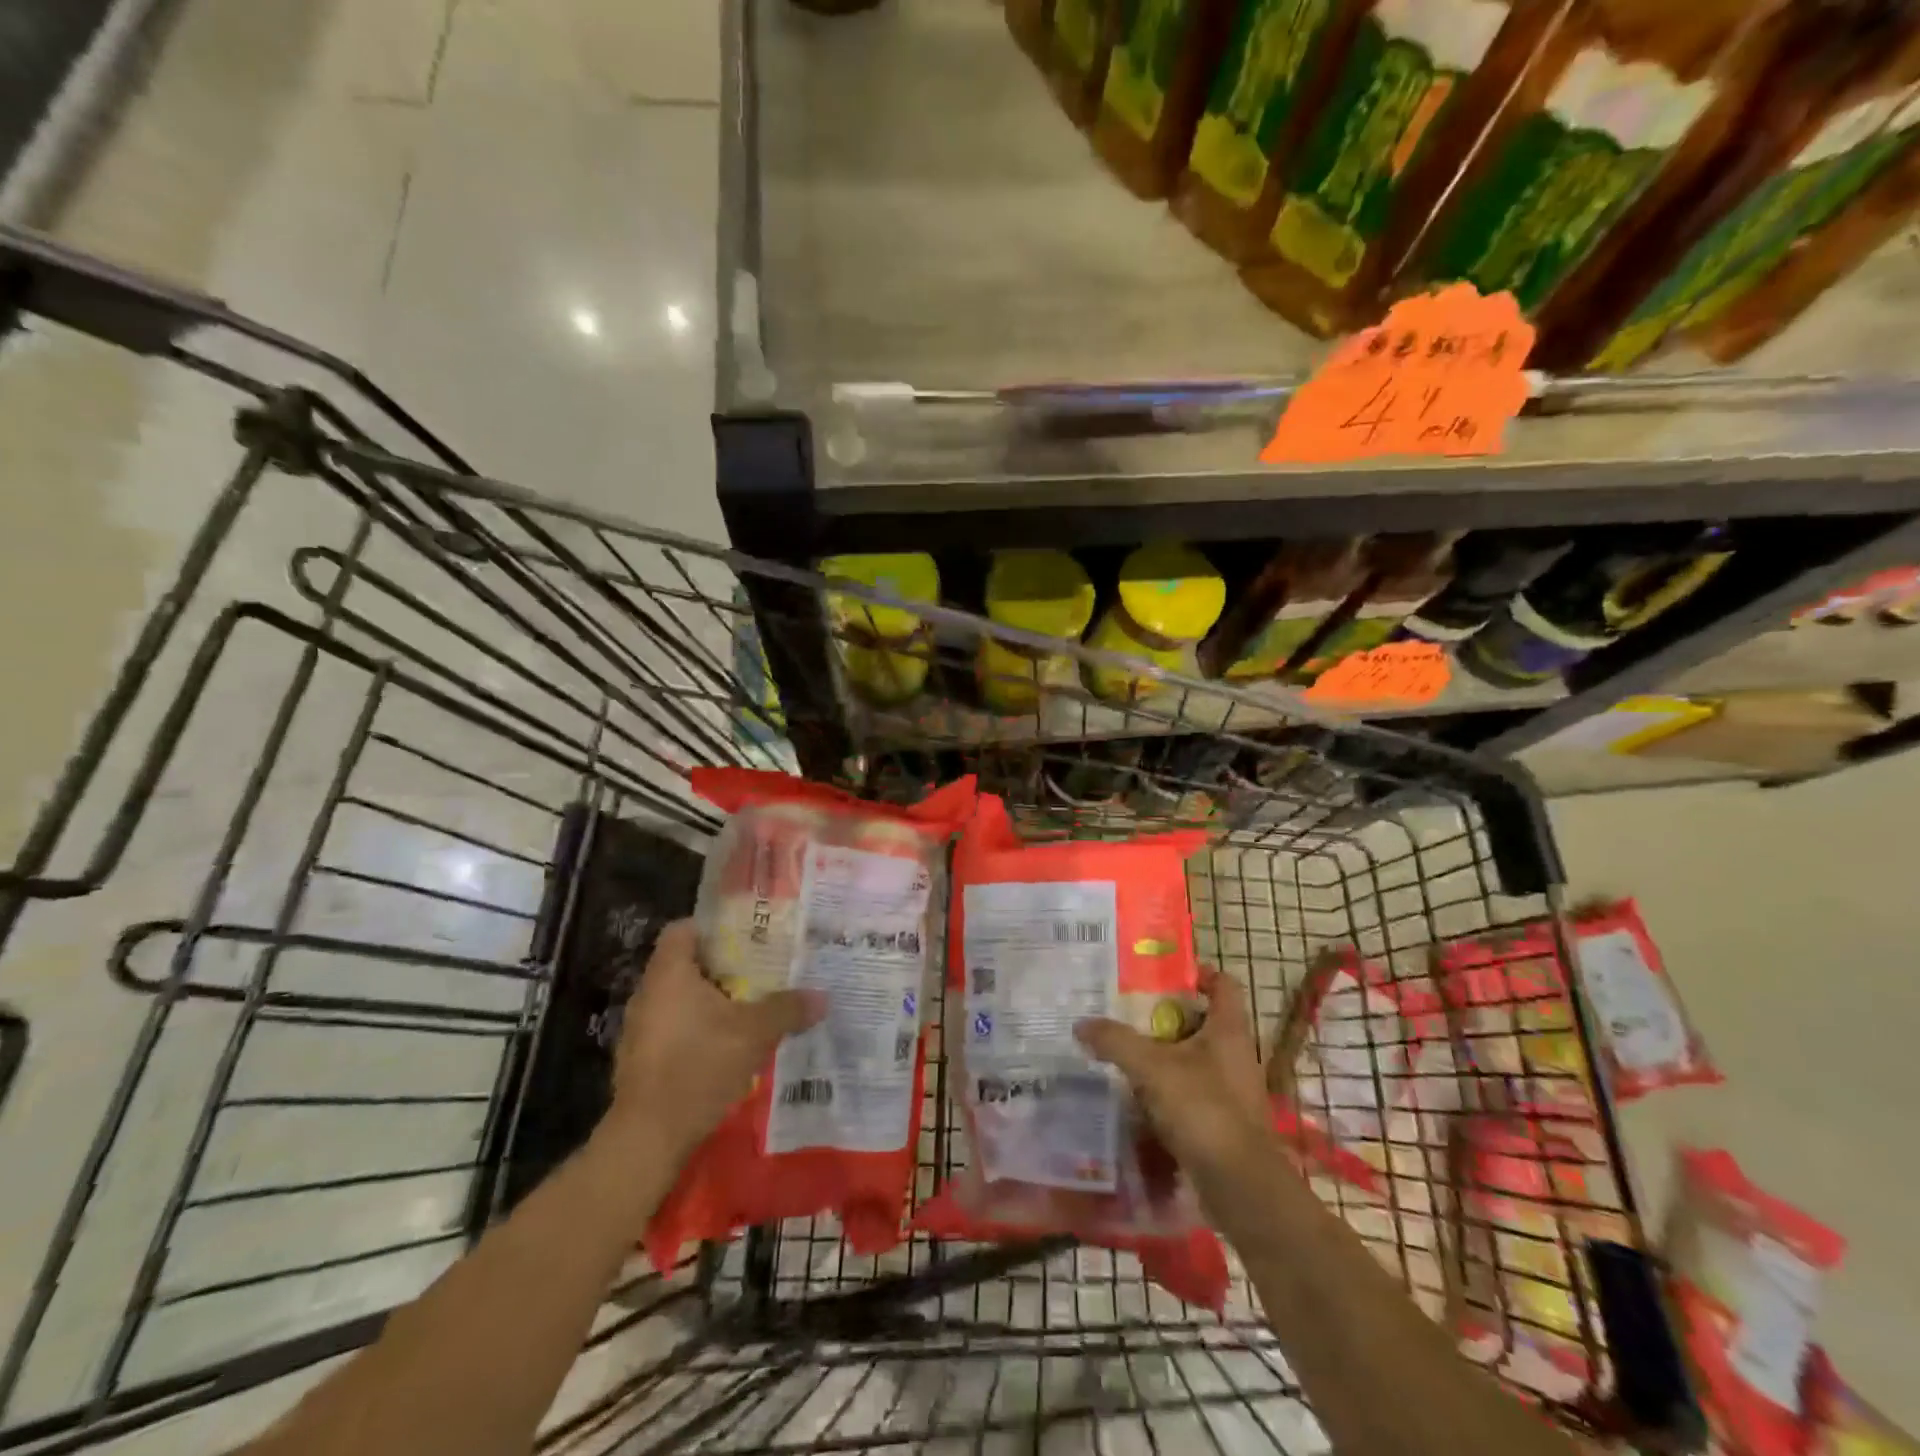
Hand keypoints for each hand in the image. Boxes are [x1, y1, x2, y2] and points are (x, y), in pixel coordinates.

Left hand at [607, 920, 824, 1162]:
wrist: (649, 1137)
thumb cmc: (698, 1066)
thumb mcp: (754, 1033)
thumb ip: (787, 1009)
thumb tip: (823, 997)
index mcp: (669, 973)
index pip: (683, 929)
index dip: (713, 927)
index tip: (746, 936)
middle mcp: (648, 993)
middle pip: (686, 964)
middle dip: (722, 967)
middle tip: (761, 969)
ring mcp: (640, 1028)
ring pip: (681, 999)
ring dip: (712, 1001)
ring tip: (750, 1006)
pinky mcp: (642, 1059)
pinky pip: (674, 1029)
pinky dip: (698, 1029)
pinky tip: (727, 1045)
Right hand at [1075, 967, 1277, 1199]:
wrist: (1239, 1185)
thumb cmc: (1203, 1109)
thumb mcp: (1151, 1068)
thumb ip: (1115, 1041)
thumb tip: (1081, 1024)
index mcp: (1229, 1029)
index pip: (1223, 984)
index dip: (1199, 974)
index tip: (1164, 974)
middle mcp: (1236, 1054)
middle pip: (1204, 1021)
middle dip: (1169, 1016)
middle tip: (1130, 1011)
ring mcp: (1233, 1090)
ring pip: (1196, 1058)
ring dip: (1167, 1053)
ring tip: (1128, 1050)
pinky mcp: (1225, 1121)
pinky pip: (1193, 1091)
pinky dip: (1170, 1088)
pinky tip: (1140, 1095)